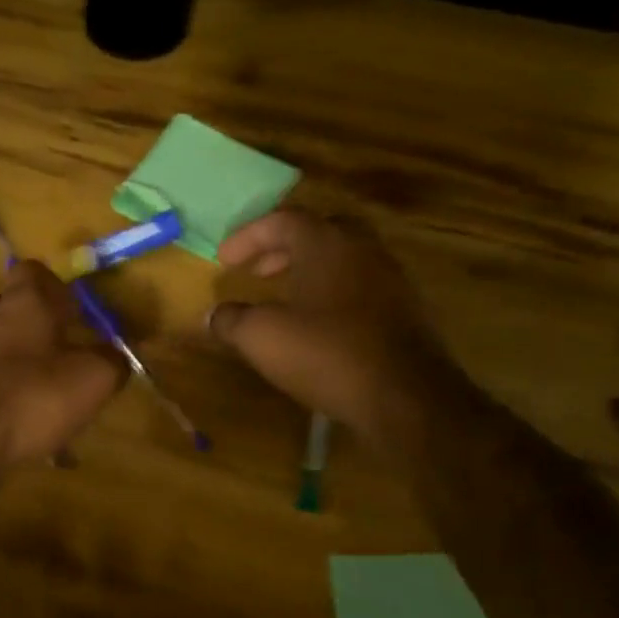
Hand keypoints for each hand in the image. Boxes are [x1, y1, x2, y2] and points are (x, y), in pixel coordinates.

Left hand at [0, 262, 127, 476]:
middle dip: (36, 326)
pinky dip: (3, 393)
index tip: (73, 311)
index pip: (33, 271)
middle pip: (11, 307)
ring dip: (20, 362)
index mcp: (23, 302)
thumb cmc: (31, 398)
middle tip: (62, 352)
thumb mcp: (92, 379)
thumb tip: (114, 356)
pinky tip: (21, 423)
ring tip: (46, 395)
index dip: (54, 286)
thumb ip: (111, 361)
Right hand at [206, 209, 452, 440]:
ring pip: (342, 259)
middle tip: (257, 271)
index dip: (247, 237)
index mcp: (326, 243)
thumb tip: (214, 315)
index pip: (282, 220)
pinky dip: (331, 293)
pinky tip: (317, 325)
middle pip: (318, 232)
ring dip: (309, 271)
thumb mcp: (261, 337)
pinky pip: (359, 286)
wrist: (405, 396)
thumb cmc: (326, 353)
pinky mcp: (405, 310)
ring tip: (284, 298)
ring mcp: (389, 278)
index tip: (223, 260)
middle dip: (282, 249)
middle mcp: (362, 249)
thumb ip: (231, 320)